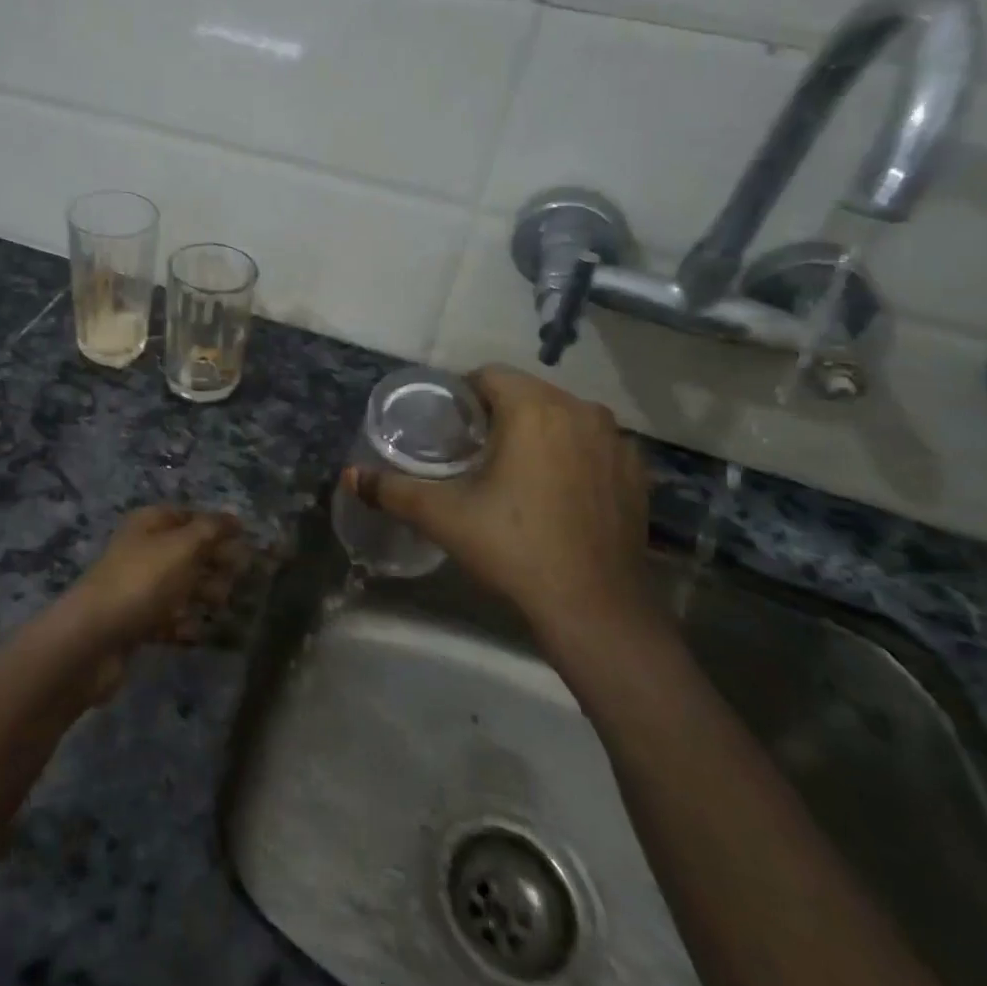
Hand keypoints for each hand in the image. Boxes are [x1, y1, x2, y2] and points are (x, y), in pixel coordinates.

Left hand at [59, 507, 245, 697]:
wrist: (93, 639)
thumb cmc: (142, 582)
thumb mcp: (182, 547)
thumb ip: (211, 530)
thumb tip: (234, 516)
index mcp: (149, 524)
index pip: (189, 516)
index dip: (217, 526)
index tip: (247, 542)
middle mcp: (142, 550)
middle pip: (187, 551)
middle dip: (214, 563)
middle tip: (241, 578)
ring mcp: (136, 587)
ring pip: (179, 586)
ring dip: (204, 594)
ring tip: (224, 606)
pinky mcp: (134, 623)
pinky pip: (167, 618)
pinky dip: (184, 624)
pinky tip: (199, 633)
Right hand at [343, 367, 650, 644]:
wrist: (597, 610)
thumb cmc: (515, 549)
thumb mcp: (443, 516)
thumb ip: (392, 489)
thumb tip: (349, 475)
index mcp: (534, 408)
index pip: (488, 375)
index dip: (461, 396)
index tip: (448, 429)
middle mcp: (581, 411)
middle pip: (526, 393)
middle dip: (497, 413)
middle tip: (471, 452)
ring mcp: (616, 441)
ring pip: (562, 416)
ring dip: (536, 430)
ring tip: (513, 470)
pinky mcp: (636, 472)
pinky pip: (592, 444)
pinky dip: (570, 454)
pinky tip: (556, 492)